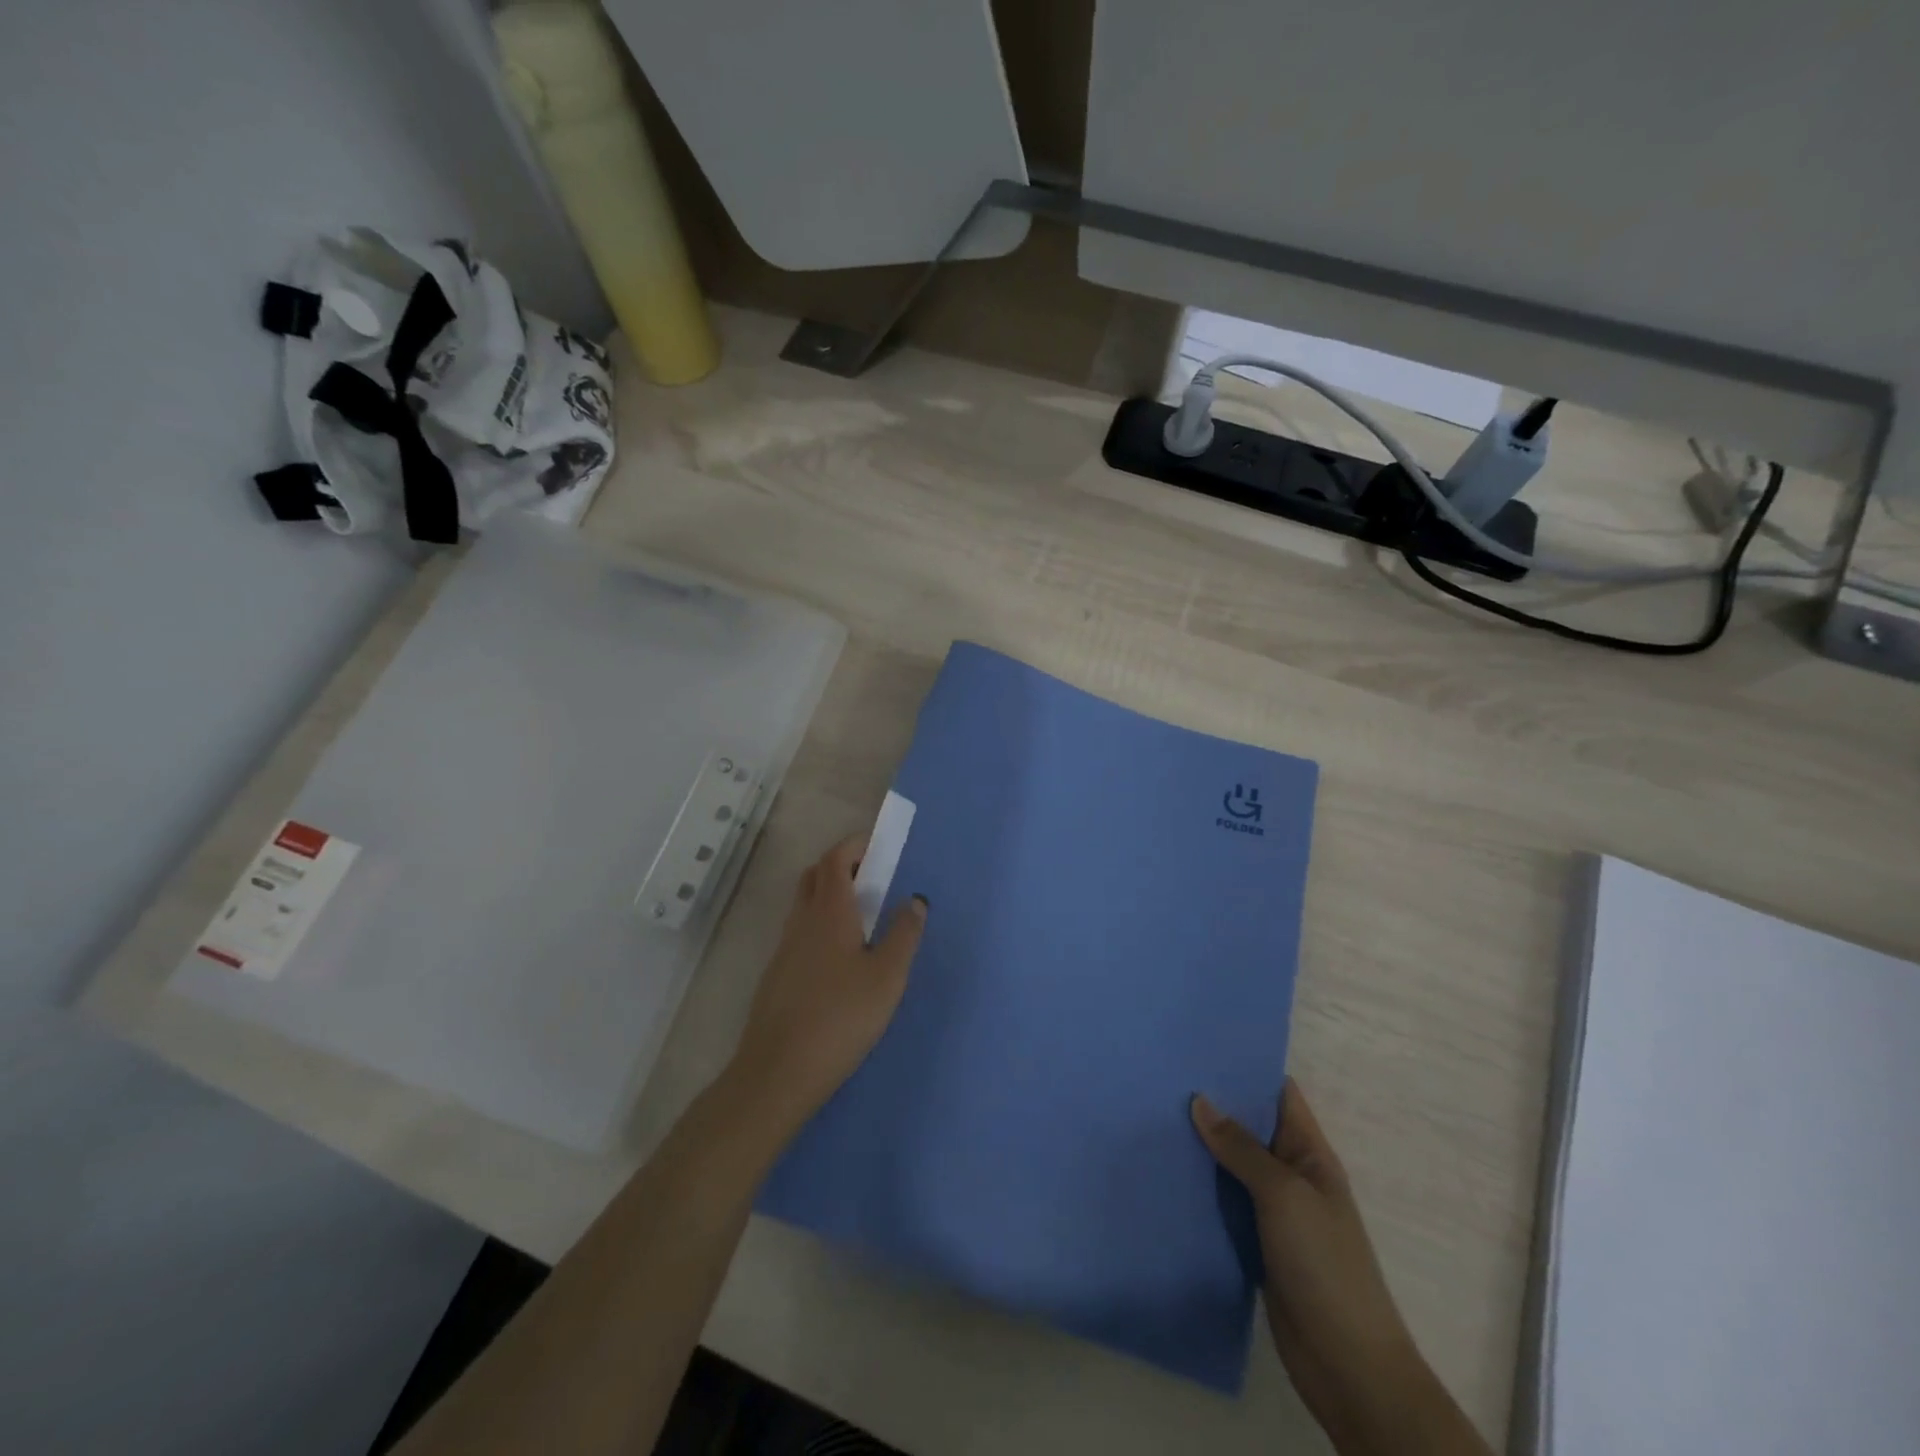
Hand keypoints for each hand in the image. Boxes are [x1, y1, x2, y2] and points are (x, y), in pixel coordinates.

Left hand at [728, 835, 926, 1139]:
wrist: (778, 1071)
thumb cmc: (840, 1017)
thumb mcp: (887, 977)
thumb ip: (904, 935)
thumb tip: (915, 900)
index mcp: (829, 912)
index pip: (835, 859)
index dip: (855, 845)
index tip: (879, 846)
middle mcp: (801, 922)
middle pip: (815, 876)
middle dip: (842, 866)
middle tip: (873, 878)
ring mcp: (784, 949)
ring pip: (805, 905)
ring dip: (830, 896)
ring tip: (864, 918)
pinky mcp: (778, 976)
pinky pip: (801, 933)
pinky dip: (821, 925)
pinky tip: (842, 959)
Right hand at [1192, 1082, 1487, 1455]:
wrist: (1347, 1366)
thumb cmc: (1325, 1265)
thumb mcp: (1284, 1195)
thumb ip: (1241, 1148)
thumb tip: (1199, 1101)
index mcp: (1310, 1153)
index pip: (1279, 1094)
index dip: (1246, 1068)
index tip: (1200, 1046)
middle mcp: (1291, 1174)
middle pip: (1249, 1127)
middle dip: (1212, 1104)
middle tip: (1162, 1076)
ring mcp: (1273, 1211)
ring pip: (1231, 1165)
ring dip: (1200, 1146)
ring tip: (1151, 1113)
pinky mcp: (1254, 1242)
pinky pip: (1223, 1202)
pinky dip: (1199, 1187)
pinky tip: (1163, 1170)